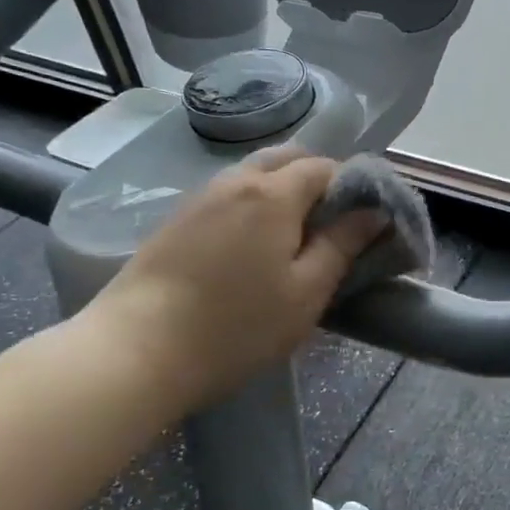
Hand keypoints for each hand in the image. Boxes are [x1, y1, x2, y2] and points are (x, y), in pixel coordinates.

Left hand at [77, 147, 385, 408]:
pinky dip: (253, 203)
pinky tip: (253, 245)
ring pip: (254, 173)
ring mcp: (200, 197)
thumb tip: (373, 212)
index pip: (326, 167)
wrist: (136, 351)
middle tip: (334, 225)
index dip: (354, 187)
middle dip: (318, 179)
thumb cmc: (237, 327)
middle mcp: (236, 181)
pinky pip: (228, 193)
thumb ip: (343, 245)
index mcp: (273, 194)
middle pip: (288, 158)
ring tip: (296, 236)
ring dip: (284, 190)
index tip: (366, 221)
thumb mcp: (306, 293)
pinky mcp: (176, 219)